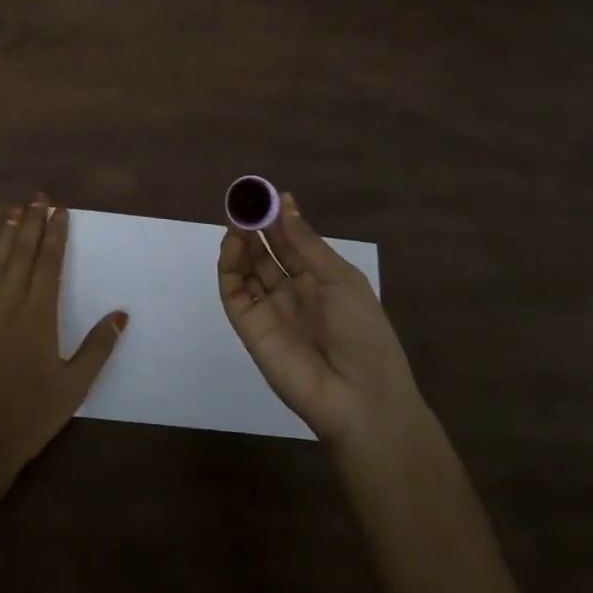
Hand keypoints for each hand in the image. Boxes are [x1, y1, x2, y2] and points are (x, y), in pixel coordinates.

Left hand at [0, 198, 126, 476]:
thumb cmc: (31, 415)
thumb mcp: (74, 386)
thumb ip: (98, 347)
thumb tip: (121, 314)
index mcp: (39, 315)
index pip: (49, 262)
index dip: (56, 234)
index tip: (62, 211)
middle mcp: (9, 303)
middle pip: (23, 252)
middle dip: (32, 222)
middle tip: (40, 198)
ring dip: (7, 233)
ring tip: (16, 210)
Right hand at [217, 191, 422, 447]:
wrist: (361, 398)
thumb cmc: (363, 332)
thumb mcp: (340, 279)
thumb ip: (305, 243)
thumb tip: (285, 203)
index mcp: (319, 282)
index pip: (291, 244)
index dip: (278, 219)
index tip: (265, 194)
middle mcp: (292, 293)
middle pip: (266, 254)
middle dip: (255, 227)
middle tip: (244, 201)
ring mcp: (269, 310)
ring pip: (246, 270)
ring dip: (240, 242)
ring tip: (237, 218)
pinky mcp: (249, 328)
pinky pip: (233, 293)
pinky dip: (229, 266)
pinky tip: (234, 244)